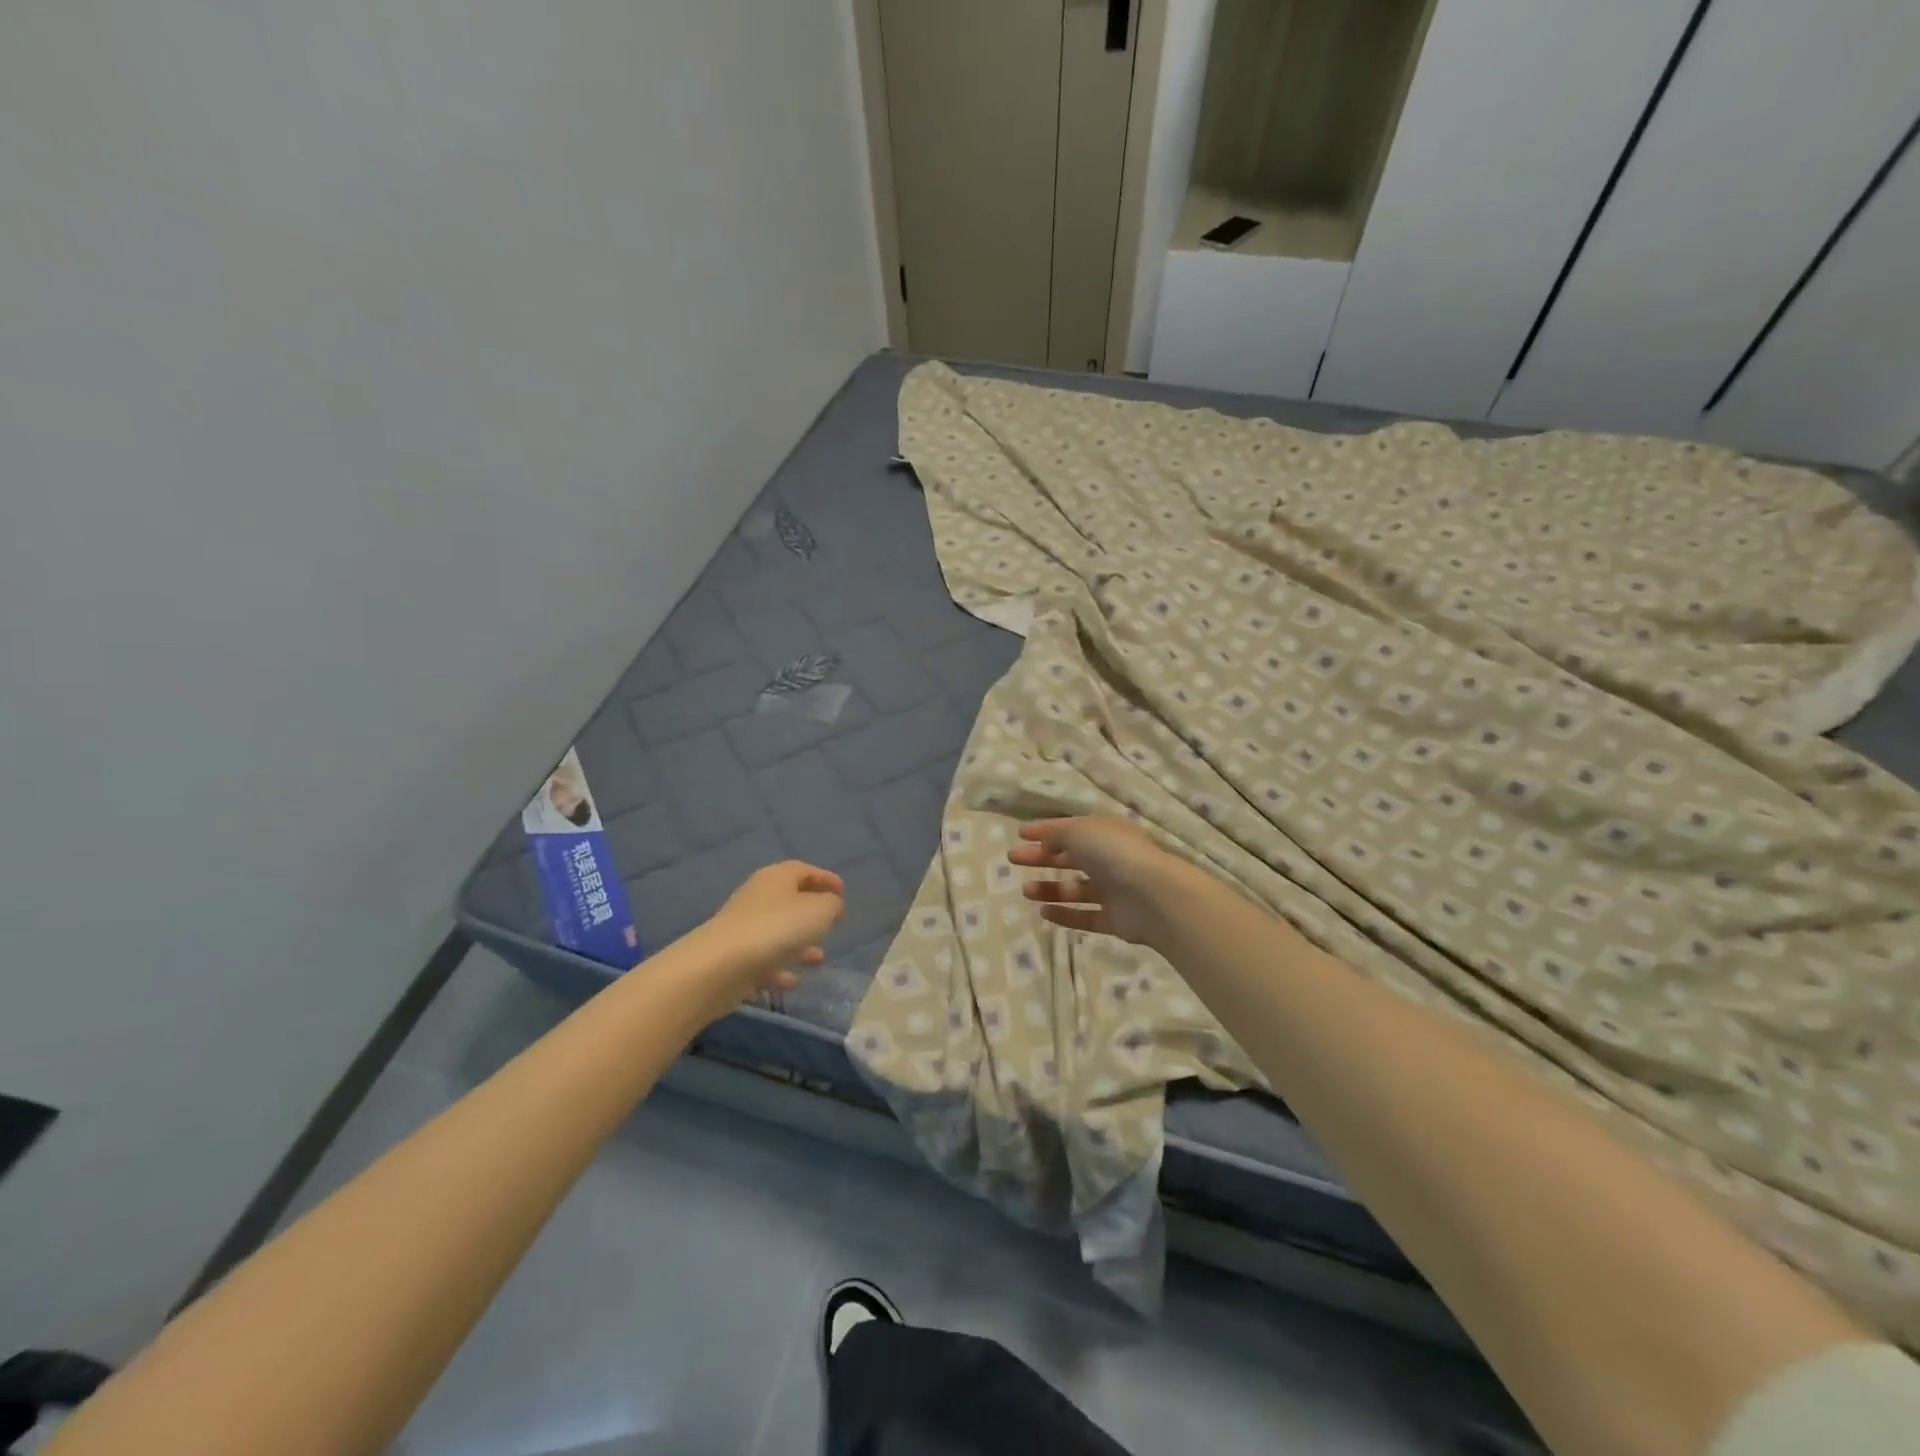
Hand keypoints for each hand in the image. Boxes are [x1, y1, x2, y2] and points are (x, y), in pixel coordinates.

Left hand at [681, 861, 845, 1022]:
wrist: (720, 967)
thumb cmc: (776, 929)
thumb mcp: (818, 911)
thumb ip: (832, 905)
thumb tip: (832, 905)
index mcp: (776, 877)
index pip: (804, 870)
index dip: (825, 878)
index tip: (843, 892)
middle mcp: (758, 897)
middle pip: (790, 900)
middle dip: (812, 913)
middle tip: (833, 924)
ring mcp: (743, 928)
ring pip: (778, 932)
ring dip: (800, 944)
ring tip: (821, 958)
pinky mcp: (734, 957)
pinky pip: (764, 960)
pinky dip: (780, 967)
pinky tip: (794, 981)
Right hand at [1007, 817, 1195, 946]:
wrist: (1154, 897)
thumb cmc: (1114, 854)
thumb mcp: (1079, 832)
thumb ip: (1057, 835)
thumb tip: (1045, 844)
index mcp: (1105, 833)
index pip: (1070, 828)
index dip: (1045, 830)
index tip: (1020, 835)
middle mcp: (1110, 859)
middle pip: (1070, 857)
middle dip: (1041, 857)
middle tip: (1014, 860)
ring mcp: (1114, 891)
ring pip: (1076, 888)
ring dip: (1050, 888)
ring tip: (1026, 891)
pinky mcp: (1115, 920)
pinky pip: (1085, 916)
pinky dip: (1065, 914)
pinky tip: (1043, 913)